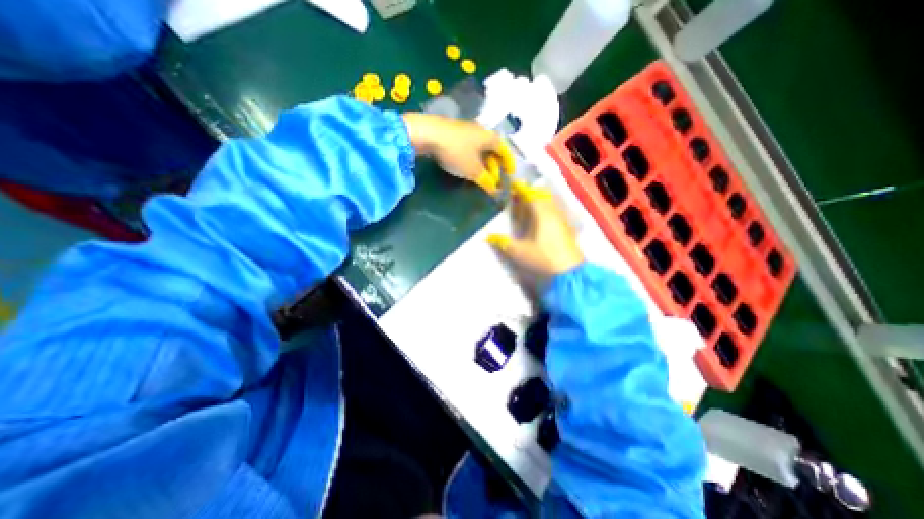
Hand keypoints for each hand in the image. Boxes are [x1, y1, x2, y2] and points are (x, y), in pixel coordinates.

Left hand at [401, 111, 511, 191]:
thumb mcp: (474, 171)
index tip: (510, 175)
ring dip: (482, 163)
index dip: (509, 164)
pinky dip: (471, 158)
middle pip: (492, 149)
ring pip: (479, 148)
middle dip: (494, 166)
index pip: (505, 151)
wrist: (428, 133)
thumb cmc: (457, 152)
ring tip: (479, 175)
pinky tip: (465, 165)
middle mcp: (481, 129)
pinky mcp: (452, 131)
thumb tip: (495, 191)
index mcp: (490, 137)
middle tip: (492, 180)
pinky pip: (468, 146)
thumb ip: (486, 181)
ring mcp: (465, 128)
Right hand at [486, 182, 579, 278]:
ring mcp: (562, 220)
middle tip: (518, 196)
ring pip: (550, 203)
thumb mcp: (519, 253)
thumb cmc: (543, 259)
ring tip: (528, 206)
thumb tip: (489, 236)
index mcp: (541, 214)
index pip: (530, 195)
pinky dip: (546, 210)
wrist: (570, 273)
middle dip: (530, 193)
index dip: (520, 189)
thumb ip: (503, 243)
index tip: (511, 185)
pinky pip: (555, 212)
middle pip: (542, 196)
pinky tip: (541, 219)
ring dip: (539, 201)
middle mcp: (553, 212)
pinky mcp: (567, 228)